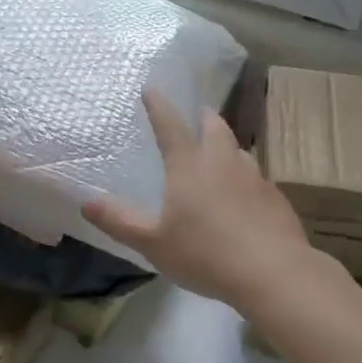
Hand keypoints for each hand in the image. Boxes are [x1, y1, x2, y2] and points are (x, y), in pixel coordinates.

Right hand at [82, 90, 313, 308]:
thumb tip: (85, 203)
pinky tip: (243, 197)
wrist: (274, 274)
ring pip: (238, 150)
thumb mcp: (153, 243)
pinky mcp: (276, 198)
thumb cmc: (205, 254)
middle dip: (202, 117)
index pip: (170, 125)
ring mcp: (254, 177)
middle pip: (213, 127)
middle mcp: (222, 162)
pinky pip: (256, 177)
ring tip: (218, 154)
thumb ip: (119, 222)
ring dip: (226, 145)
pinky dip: (244, 177)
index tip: (150, 89)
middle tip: (196, 114)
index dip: (158, 105)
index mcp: (189, 166)